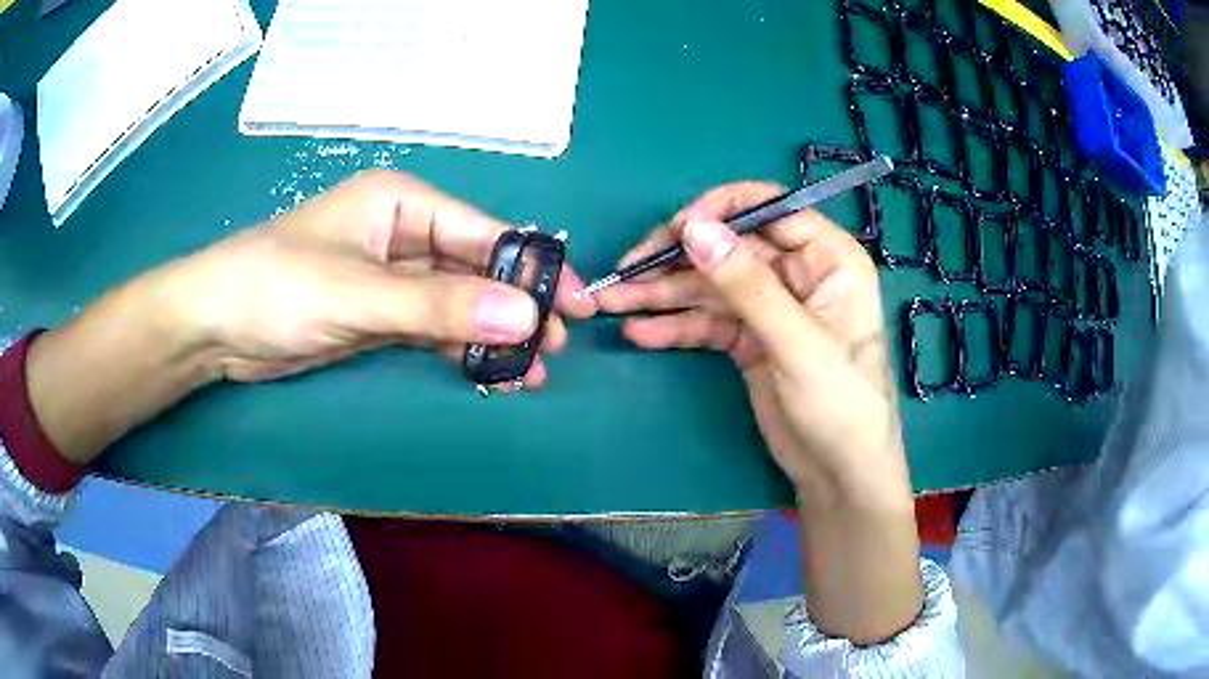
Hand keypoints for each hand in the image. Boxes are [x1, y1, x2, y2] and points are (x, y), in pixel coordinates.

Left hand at [171, 170, 595, 385]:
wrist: (215, 326)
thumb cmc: (278, 288)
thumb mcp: (360, 295)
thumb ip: (440, 305)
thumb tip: (527, 316)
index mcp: (403, 203)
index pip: (484, 232)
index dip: (533, 269)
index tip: (575, 306)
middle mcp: (402, 232)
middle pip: (476, 268)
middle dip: (515, 308)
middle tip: (554, 349)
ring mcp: (390, 276)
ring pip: (456, 302)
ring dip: (490, 335)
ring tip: (527, 374)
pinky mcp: (377, 313)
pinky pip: (431, 326)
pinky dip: (458, 348)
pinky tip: (485, 373)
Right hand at [596, 181, 921, 643]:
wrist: (839, 475)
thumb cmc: (841, 406)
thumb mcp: (796, 344)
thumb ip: (746, 285)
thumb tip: (694, 228)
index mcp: (828, 257)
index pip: (768, 209)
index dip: (718, 212)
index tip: (673, 231)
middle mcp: (798, 272)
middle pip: (728, 247)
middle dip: (675, 260)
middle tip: (624, 274)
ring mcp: (771, 306)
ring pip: (710, 285)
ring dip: (662, 294)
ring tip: (611, 303)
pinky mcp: (750, 339)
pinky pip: (707, 321)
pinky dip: (674, 325)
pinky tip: (639, 332)